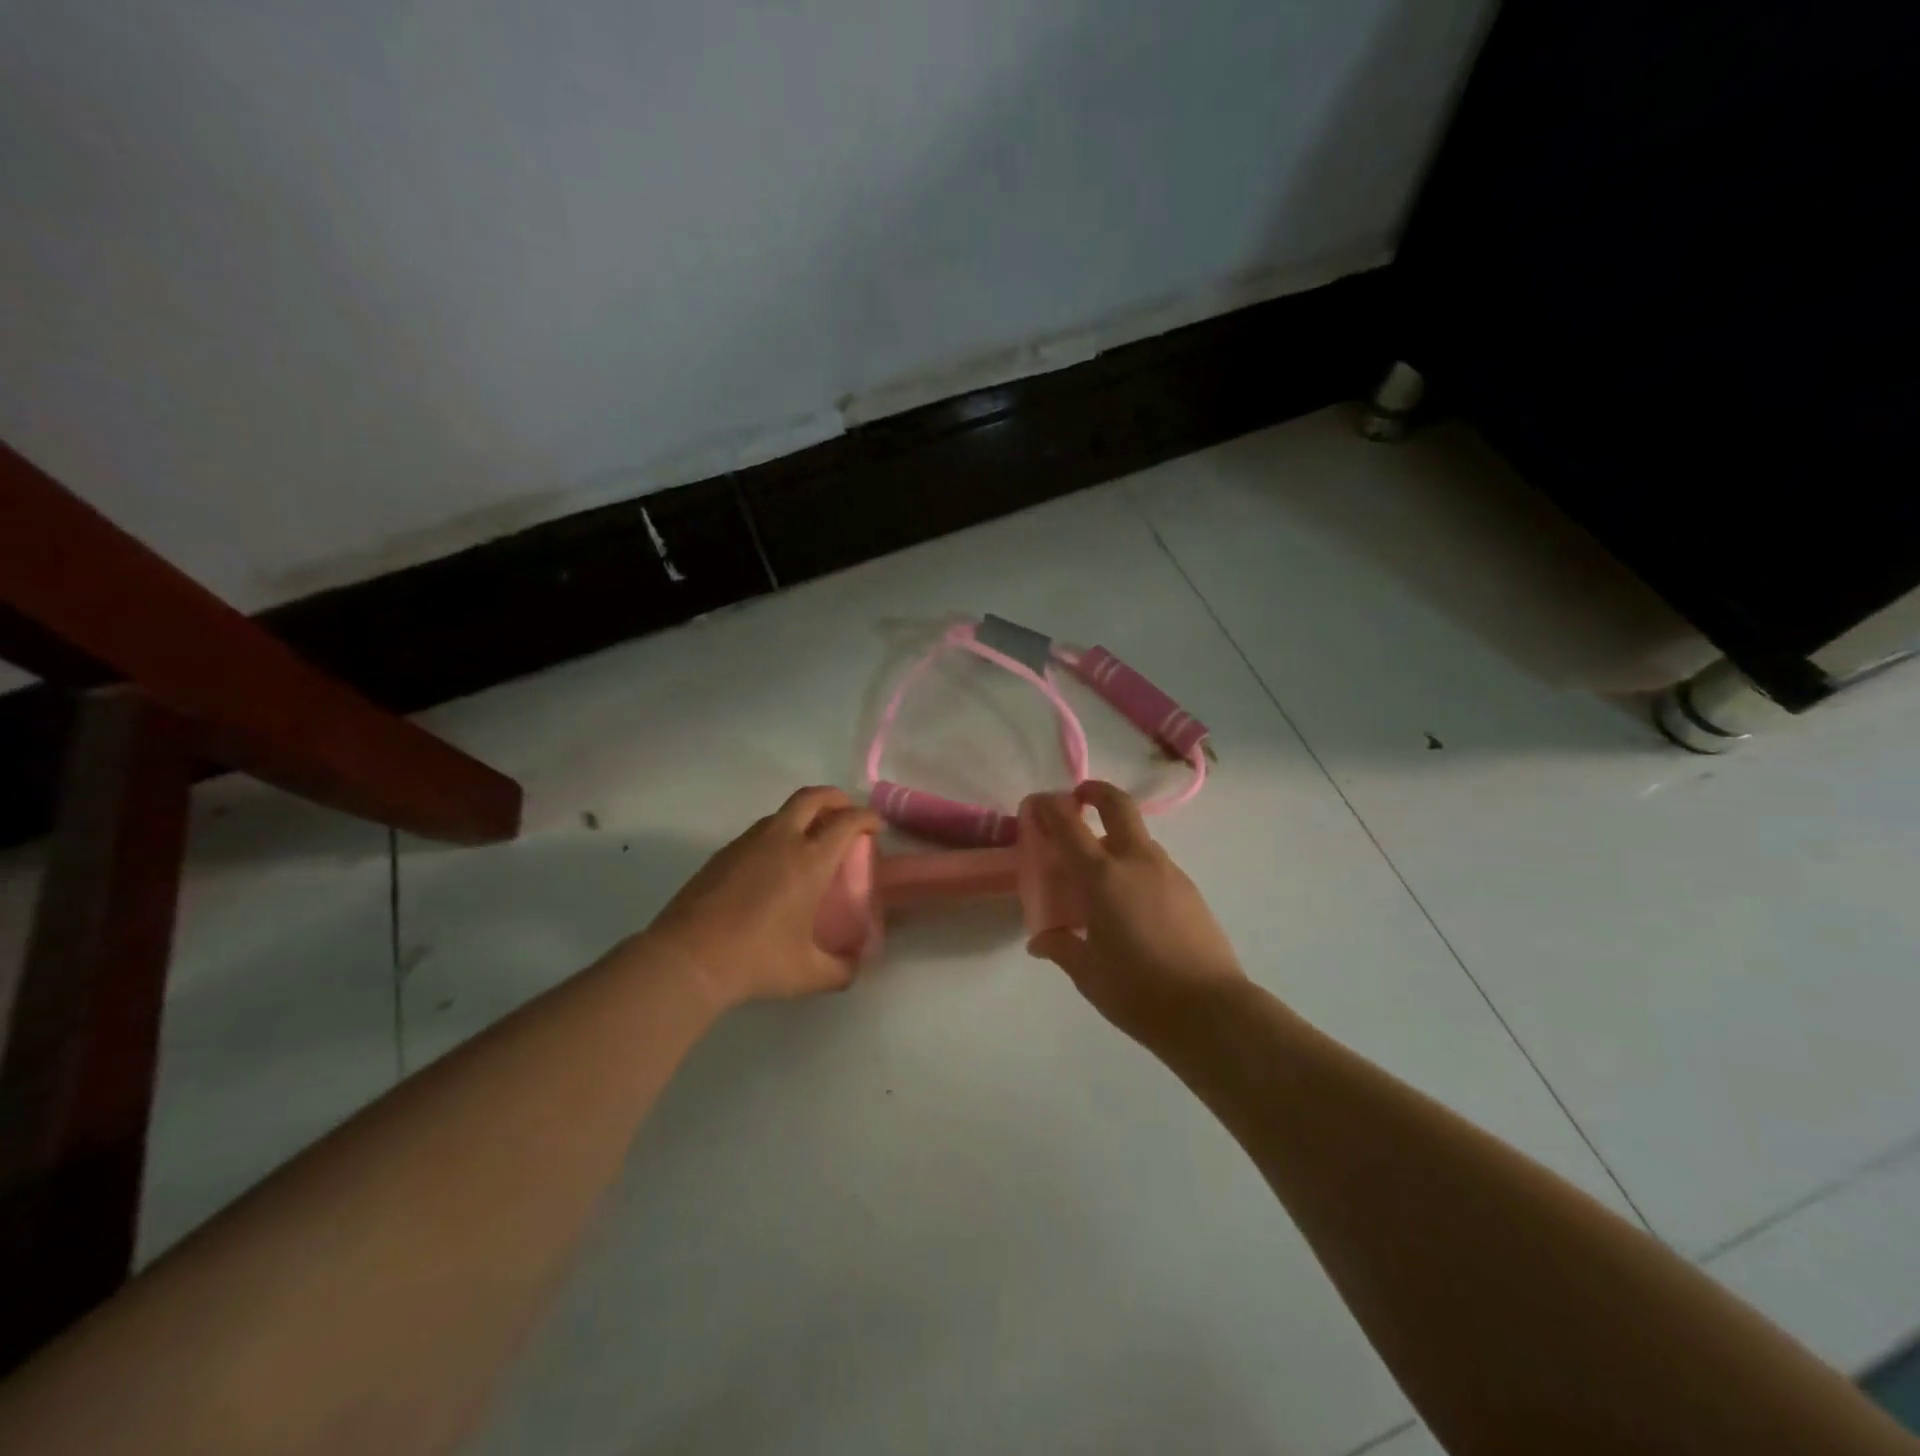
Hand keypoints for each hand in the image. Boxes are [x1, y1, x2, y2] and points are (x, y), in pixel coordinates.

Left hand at [642, 787, 879, 1008]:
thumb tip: (858, 964)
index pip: (847, 821)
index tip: (876, 828)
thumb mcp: (809, 974)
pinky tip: (775, 867)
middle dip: (836, 799)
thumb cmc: (756, 961)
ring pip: (782, 812)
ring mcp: (747, 843)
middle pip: (813, 797)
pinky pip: (759, 831)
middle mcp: (781, 840)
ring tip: (811, 843)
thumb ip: (842, 969)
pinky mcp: (722, 854)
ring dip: (804, 816)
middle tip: (846, 817)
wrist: (687, 959)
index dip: (867, 818)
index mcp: (810, 861)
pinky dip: (778, 835)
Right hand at [1023, 782, 1248, 1042]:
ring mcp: (1169, 872)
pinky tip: (1131, 903)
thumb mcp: (1088, 973)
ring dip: (1116, 837)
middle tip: (1078, 800)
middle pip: (1118, 805)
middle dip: (1095, 792)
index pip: (1069, 826)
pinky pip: (1155, 864)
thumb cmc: (1137, 991)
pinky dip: (1136, 866)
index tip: (1036, 803)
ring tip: (1100, 873)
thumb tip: (1040, 941)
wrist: (1210, 1010)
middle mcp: (1137, 862)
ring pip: (1139, 837)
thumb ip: (1061, 947)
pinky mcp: (1190, 890)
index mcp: (1103, 877)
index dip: (1049, 808)